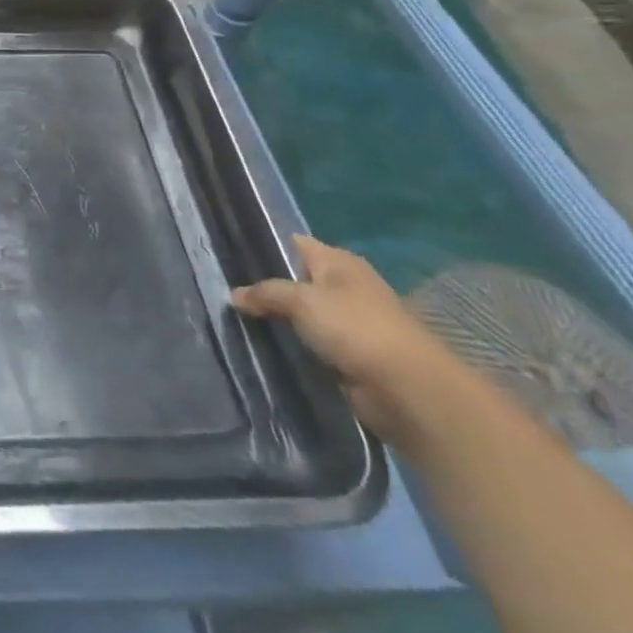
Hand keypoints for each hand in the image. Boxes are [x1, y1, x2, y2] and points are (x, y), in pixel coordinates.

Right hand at [232, 235, 462, 441]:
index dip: (263, 246)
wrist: (406, 388)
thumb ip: (265, 293)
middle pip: (295, 279)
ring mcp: (348, 321)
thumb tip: (234, 294)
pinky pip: (309, 341)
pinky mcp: (348, 352)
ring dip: (277, 318)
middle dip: (265, 286)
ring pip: (300, 313)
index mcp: (338, 262)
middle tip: (226, 291)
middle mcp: (344, 286)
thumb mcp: (301, 300)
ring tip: (236, 318)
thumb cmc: (355, 329)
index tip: (229, 256)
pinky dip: (291, 343)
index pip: (293, 243)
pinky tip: (263, 344)